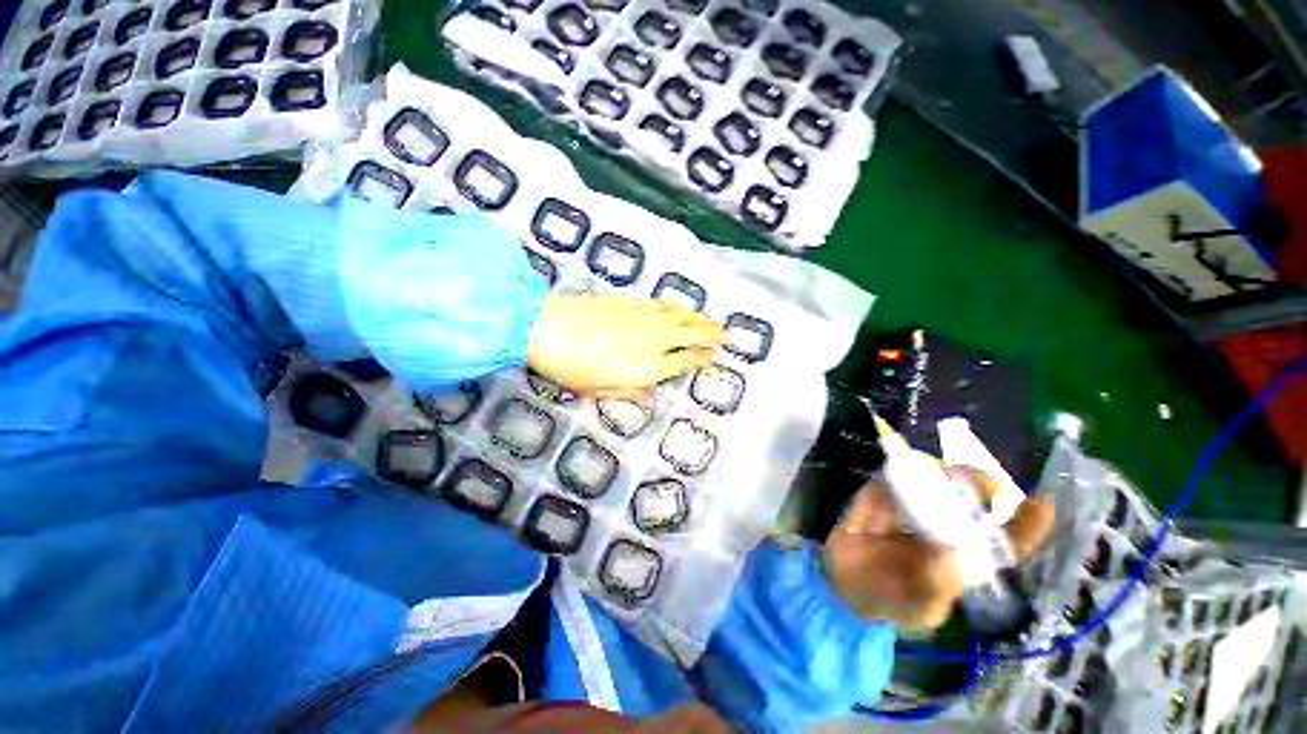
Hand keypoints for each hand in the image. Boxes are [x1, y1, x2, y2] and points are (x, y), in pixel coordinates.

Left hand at [527, 293, 724, 395]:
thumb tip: (651, 394)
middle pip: (691, 335)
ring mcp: (644, 319)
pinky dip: (678, 306)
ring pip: (681, 317)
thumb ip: (630, 392)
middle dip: (711, 334)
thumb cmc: (570, 368)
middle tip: (727, 334)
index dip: (702, 357)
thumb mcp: (600, 391)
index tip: (714, 355)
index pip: (685, 360)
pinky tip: (682, 306)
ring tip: (713, 319)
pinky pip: (663, 304)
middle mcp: (653, 341)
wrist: (546, 328)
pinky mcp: (632, 303)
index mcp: (647, 368)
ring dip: (700, 318)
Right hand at [822, 468, 1054, 631]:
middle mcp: (944, 528)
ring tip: (946, 475)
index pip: (1004, 541)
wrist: (842, 585)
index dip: (1026, 522)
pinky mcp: (876, 497)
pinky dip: (893, 482)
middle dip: (980, 485)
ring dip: (943, 475)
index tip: (1041, 501)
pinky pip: (887, 484)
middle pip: (971, 500)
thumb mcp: (918, 610)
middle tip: (974, 479)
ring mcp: (909, 509)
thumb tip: (952, 553)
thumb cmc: (890, 602)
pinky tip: (892, 494)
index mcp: (966, 558)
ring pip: (933, 482)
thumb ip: (935, 588)